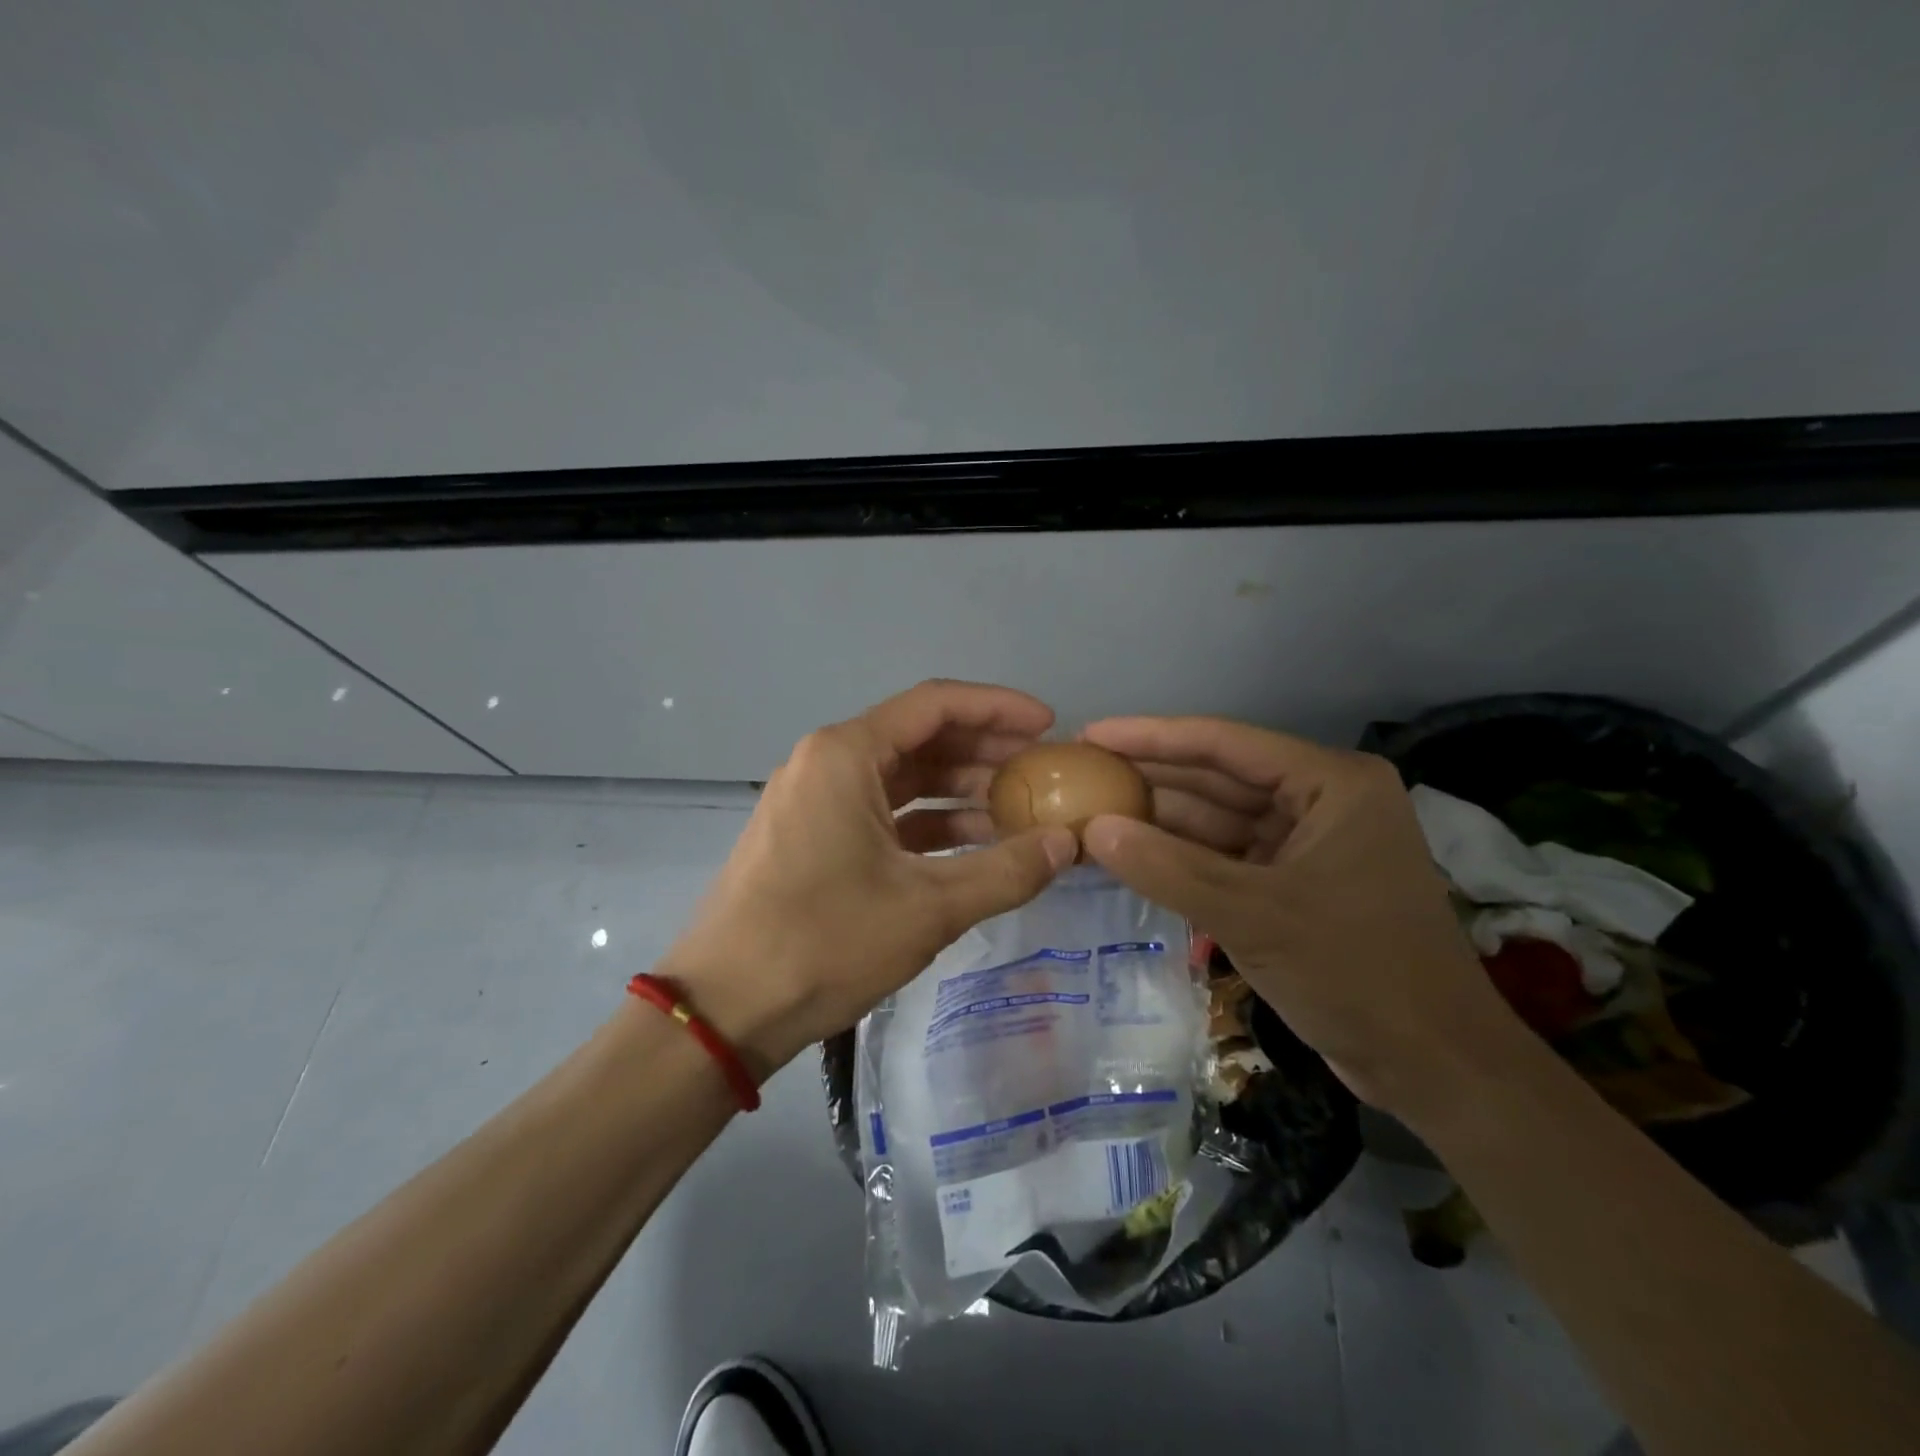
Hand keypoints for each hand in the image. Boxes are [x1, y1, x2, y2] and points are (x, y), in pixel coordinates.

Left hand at [662, 681, 1078, 1077]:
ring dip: (958, 789)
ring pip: (901, 777)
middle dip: (984, 750)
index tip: (1048, 726)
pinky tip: (972, 845)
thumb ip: (1006, 871)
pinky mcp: (811, 837)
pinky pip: (881, 812)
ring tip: (1018, 810)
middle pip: (919, 737)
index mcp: (846, 754)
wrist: (724, 1009)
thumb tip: (1069, 844)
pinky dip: (927, 822)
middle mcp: (827, 762)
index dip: (999, 708)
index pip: (936, 705)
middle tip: (1041, 770)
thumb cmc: (824, 942)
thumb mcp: (928, 908)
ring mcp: (815, 800)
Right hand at [1077, 716, 1519, 1120]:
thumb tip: (1091, 829)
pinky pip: (1225, 857)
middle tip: (1080, 774)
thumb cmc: (1356, 974)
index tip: (1090, 735)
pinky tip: (1129, 853)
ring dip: (1159, 820)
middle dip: (1150, 778)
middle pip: (1218, 777)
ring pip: (1218, 820)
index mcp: (1331, 783)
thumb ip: (1167, 869)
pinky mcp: (1294, 884)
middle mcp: (1321, 800)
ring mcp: (1307, 843)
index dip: (1151, 736)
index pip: (1225, 743)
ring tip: (1089, 811)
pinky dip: (1180, 858)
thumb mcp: (1253, 916)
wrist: (1433, 1067)